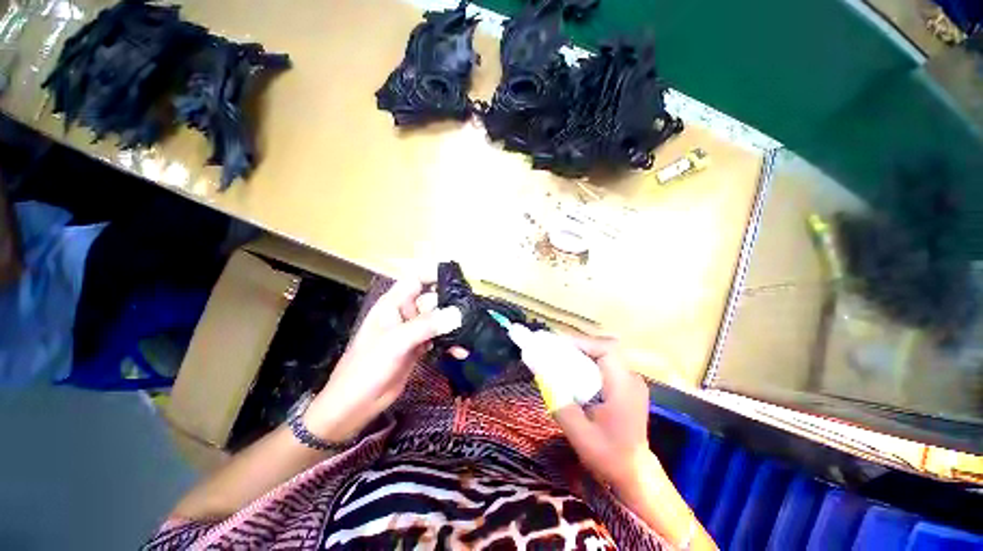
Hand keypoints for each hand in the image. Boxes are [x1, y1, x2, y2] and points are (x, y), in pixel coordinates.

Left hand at [304, 273, 461, 442]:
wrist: (355, 405)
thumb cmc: (368, 367)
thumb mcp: (396, 342)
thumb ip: (426, 325)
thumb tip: (457, 314)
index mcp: (393, 304)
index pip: (416, 279)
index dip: (435, 275)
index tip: (458, 280)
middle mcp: (405, 313)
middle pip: (433, 300)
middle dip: (451, 305)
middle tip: (471, 314)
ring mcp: (412, 331)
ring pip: (438, 320)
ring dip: (453, 326)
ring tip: (469, 333)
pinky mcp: (419, 347)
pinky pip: (439, 338)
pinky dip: (450, 342)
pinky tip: (460, 350)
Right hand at [552, 337, 655, 490]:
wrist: (635, 474)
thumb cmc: (609, 457)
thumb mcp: (580, 435)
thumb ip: (561, 405)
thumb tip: (542, 376)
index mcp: (624, 388)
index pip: (606, 350)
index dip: (581, 342)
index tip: (557, 345)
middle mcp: (631, 379)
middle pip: (603, 349)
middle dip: (577, 346)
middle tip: (553, 350)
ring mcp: (631, 382)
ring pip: (604, 355)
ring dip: (581, 353)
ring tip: (559, 357)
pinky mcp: (626, 386)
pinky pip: (605, 365)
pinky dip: (587, 363)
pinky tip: (573, 371)